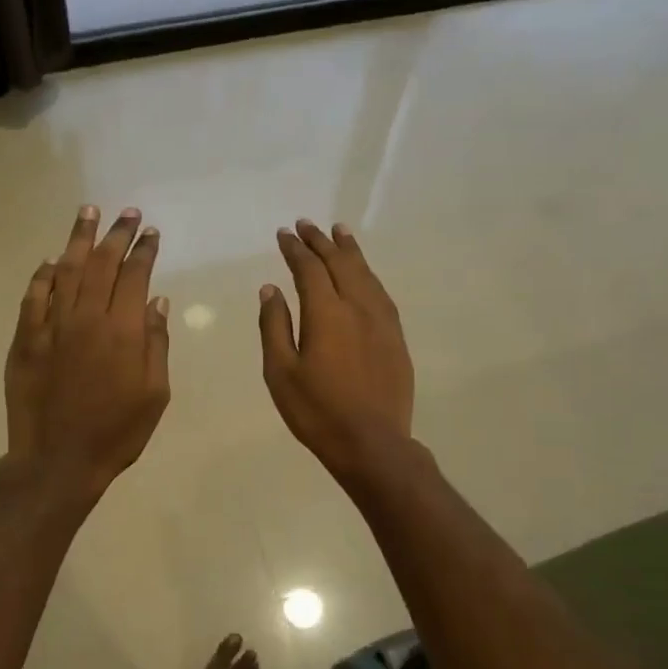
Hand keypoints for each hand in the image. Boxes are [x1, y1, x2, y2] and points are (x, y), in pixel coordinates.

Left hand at [5, 205, 170, 499]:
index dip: (144, 251)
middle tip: (127, 213)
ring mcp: (51, 326)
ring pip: (65, 270)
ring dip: (79, 240)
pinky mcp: (25, 339)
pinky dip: (43, 275)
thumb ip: (156, 343)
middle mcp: (86, 318)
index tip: (150, 233)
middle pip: (102, 264)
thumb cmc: (116, 432)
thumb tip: (157, 301)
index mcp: (123, 331)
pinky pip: (34, 297)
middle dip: (117, 235)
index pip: (135, 276)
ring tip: (88, 214)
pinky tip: (50, 260)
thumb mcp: (155, 394)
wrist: (58, 460)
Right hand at [260, 220, 413, 482]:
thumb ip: (275, 326)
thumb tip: (271, 289)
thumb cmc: (317, 411)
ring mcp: (382, 321)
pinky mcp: (396, 337)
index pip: (309, 269)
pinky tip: (364, 273)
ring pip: (365, 273)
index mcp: (326, 314)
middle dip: (321, 241)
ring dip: (349, 250)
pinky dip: (368, 274)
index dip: (295, 249)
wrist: (372, 443)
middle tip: (307, 224)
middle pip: (340, 263)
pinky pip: (381, 292)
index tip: (284, 233)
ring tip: (339, 232)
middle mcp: (358, 307)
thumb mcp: (281, 372)